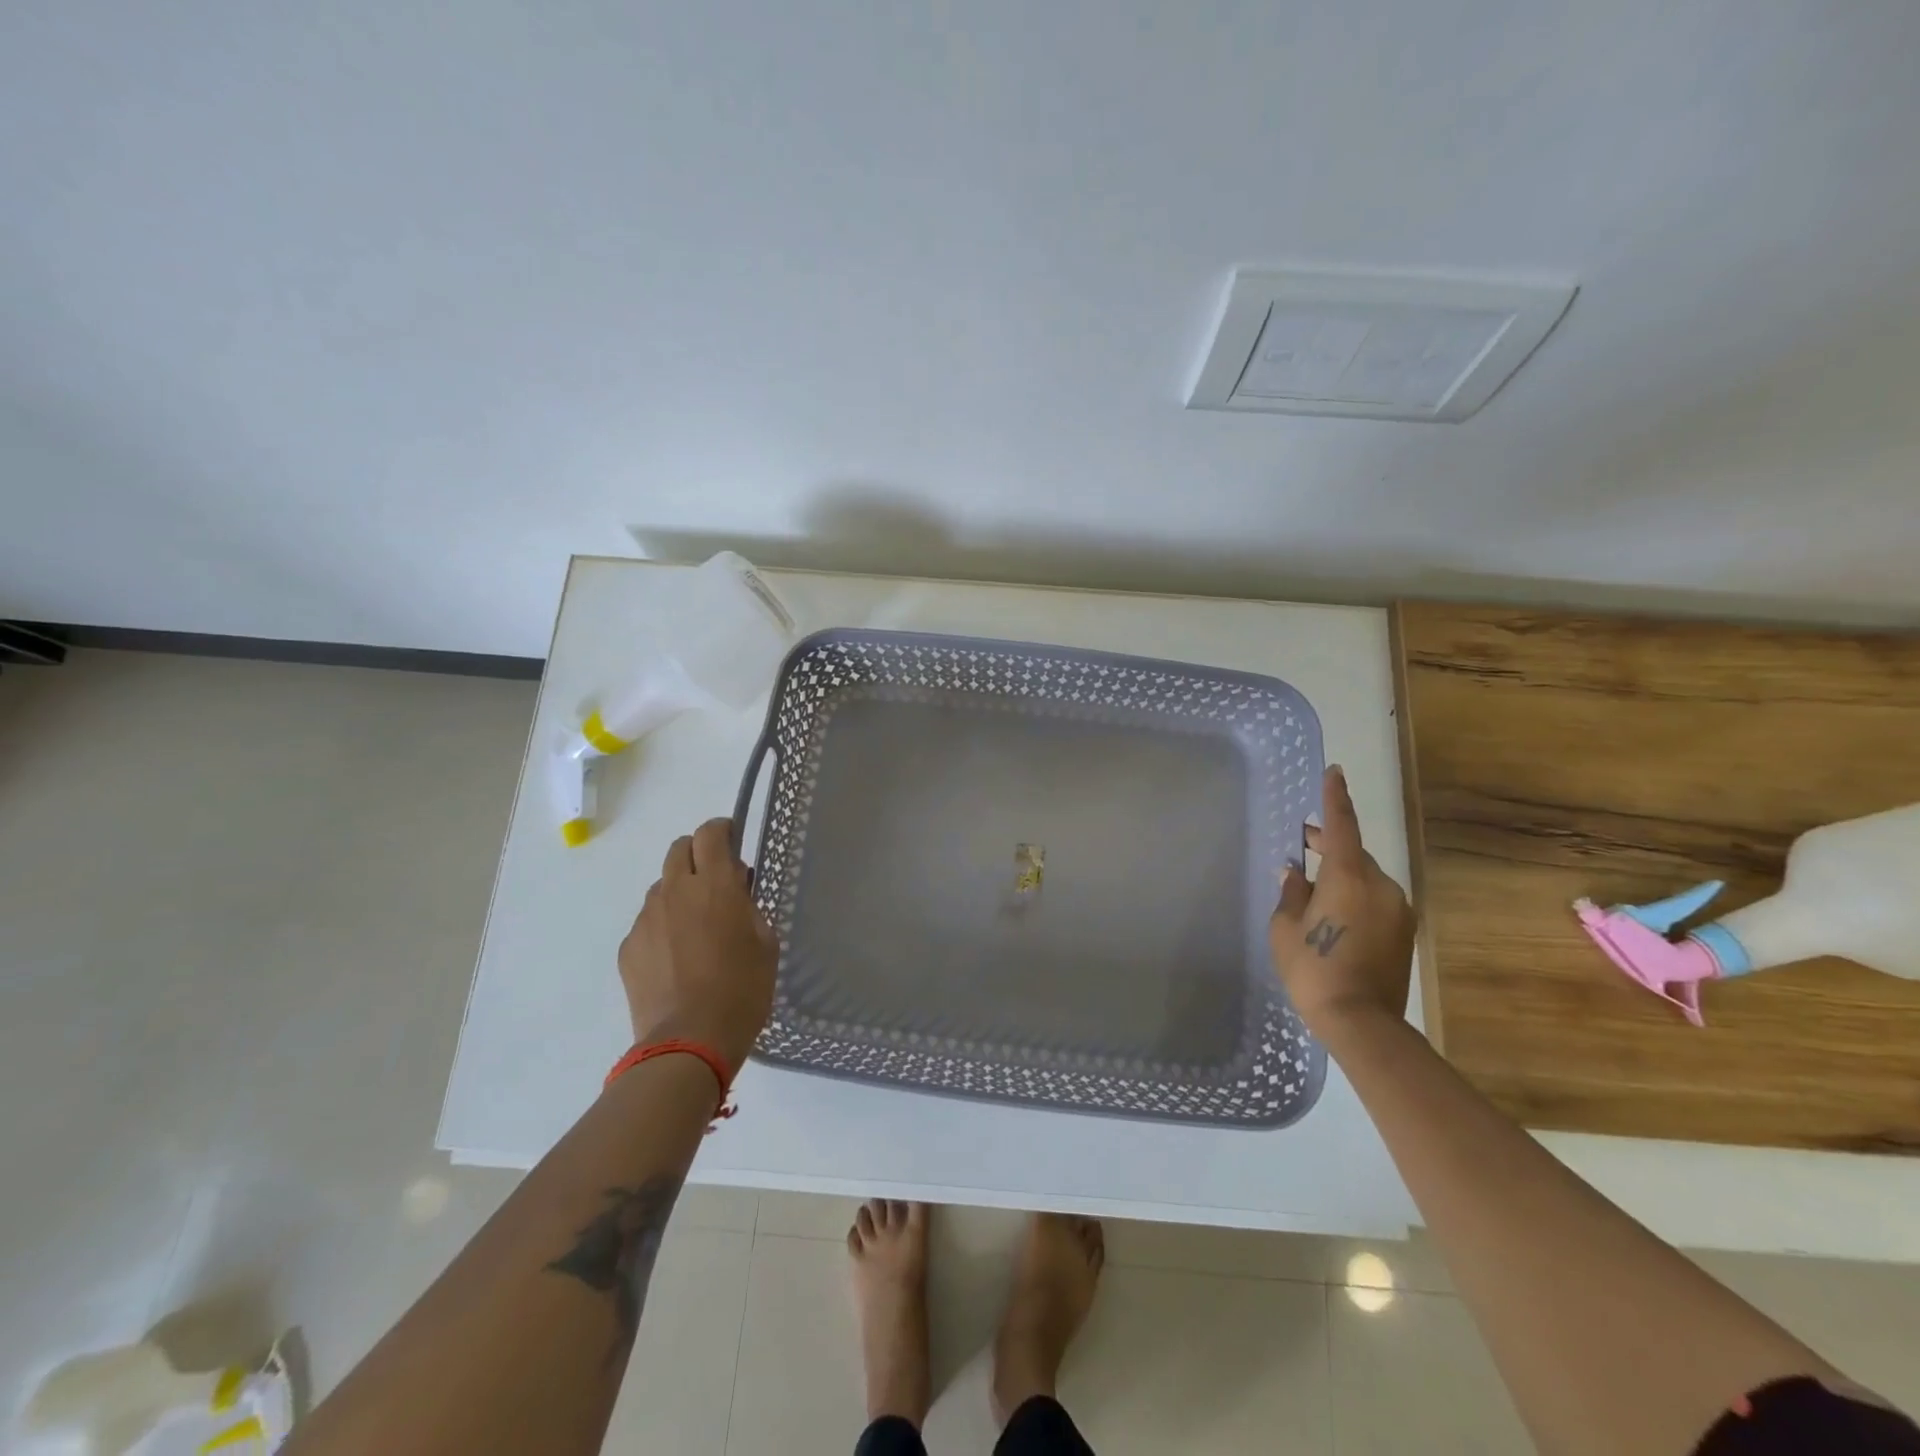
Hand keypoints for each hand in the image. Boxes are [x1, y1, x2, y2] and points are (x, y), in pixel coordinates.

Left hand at [619, 818, 778, 1074]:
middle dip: (697, 855)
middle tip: (715, 883)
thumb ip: (749, 907)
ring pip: (661, 886)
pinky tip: (676, 959)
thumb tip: (736, 890)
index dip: (722, 831)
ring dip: (679, 892)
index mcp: (715, 884)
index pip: (711, 833)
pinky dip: (663, 927)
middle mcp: (675, 891)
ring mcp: (646, 919)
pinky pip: (647, 922)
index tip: (733, 843)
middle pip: (679, 849)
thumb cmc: (742, 990)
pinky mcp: (629, 947)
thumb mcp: (765, 943)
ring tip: (694, 928)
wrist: (689, 1042)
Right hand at [1268, 766, 1415, 1038]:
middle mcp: (1380, 885)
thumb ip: (1292, 893)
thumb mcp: (1286, 928)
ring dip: (1341, 876)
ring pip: (1365, 879)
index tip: (1335, 772)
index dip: (1335, 798)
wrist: (1362, 1022)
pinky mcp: (1405, 931)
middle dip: (1328, 846)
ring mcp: (1398, 909)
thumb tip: (1294, 873)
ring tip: (1313, 892)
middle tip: (1301, 847)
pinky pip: (1375, 900)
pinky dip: (1354, 898)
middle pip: (1353, 853)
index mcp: (1349, 876)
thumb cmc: (1314, 969)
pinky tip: (1334, 917)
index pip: (1341, 826)